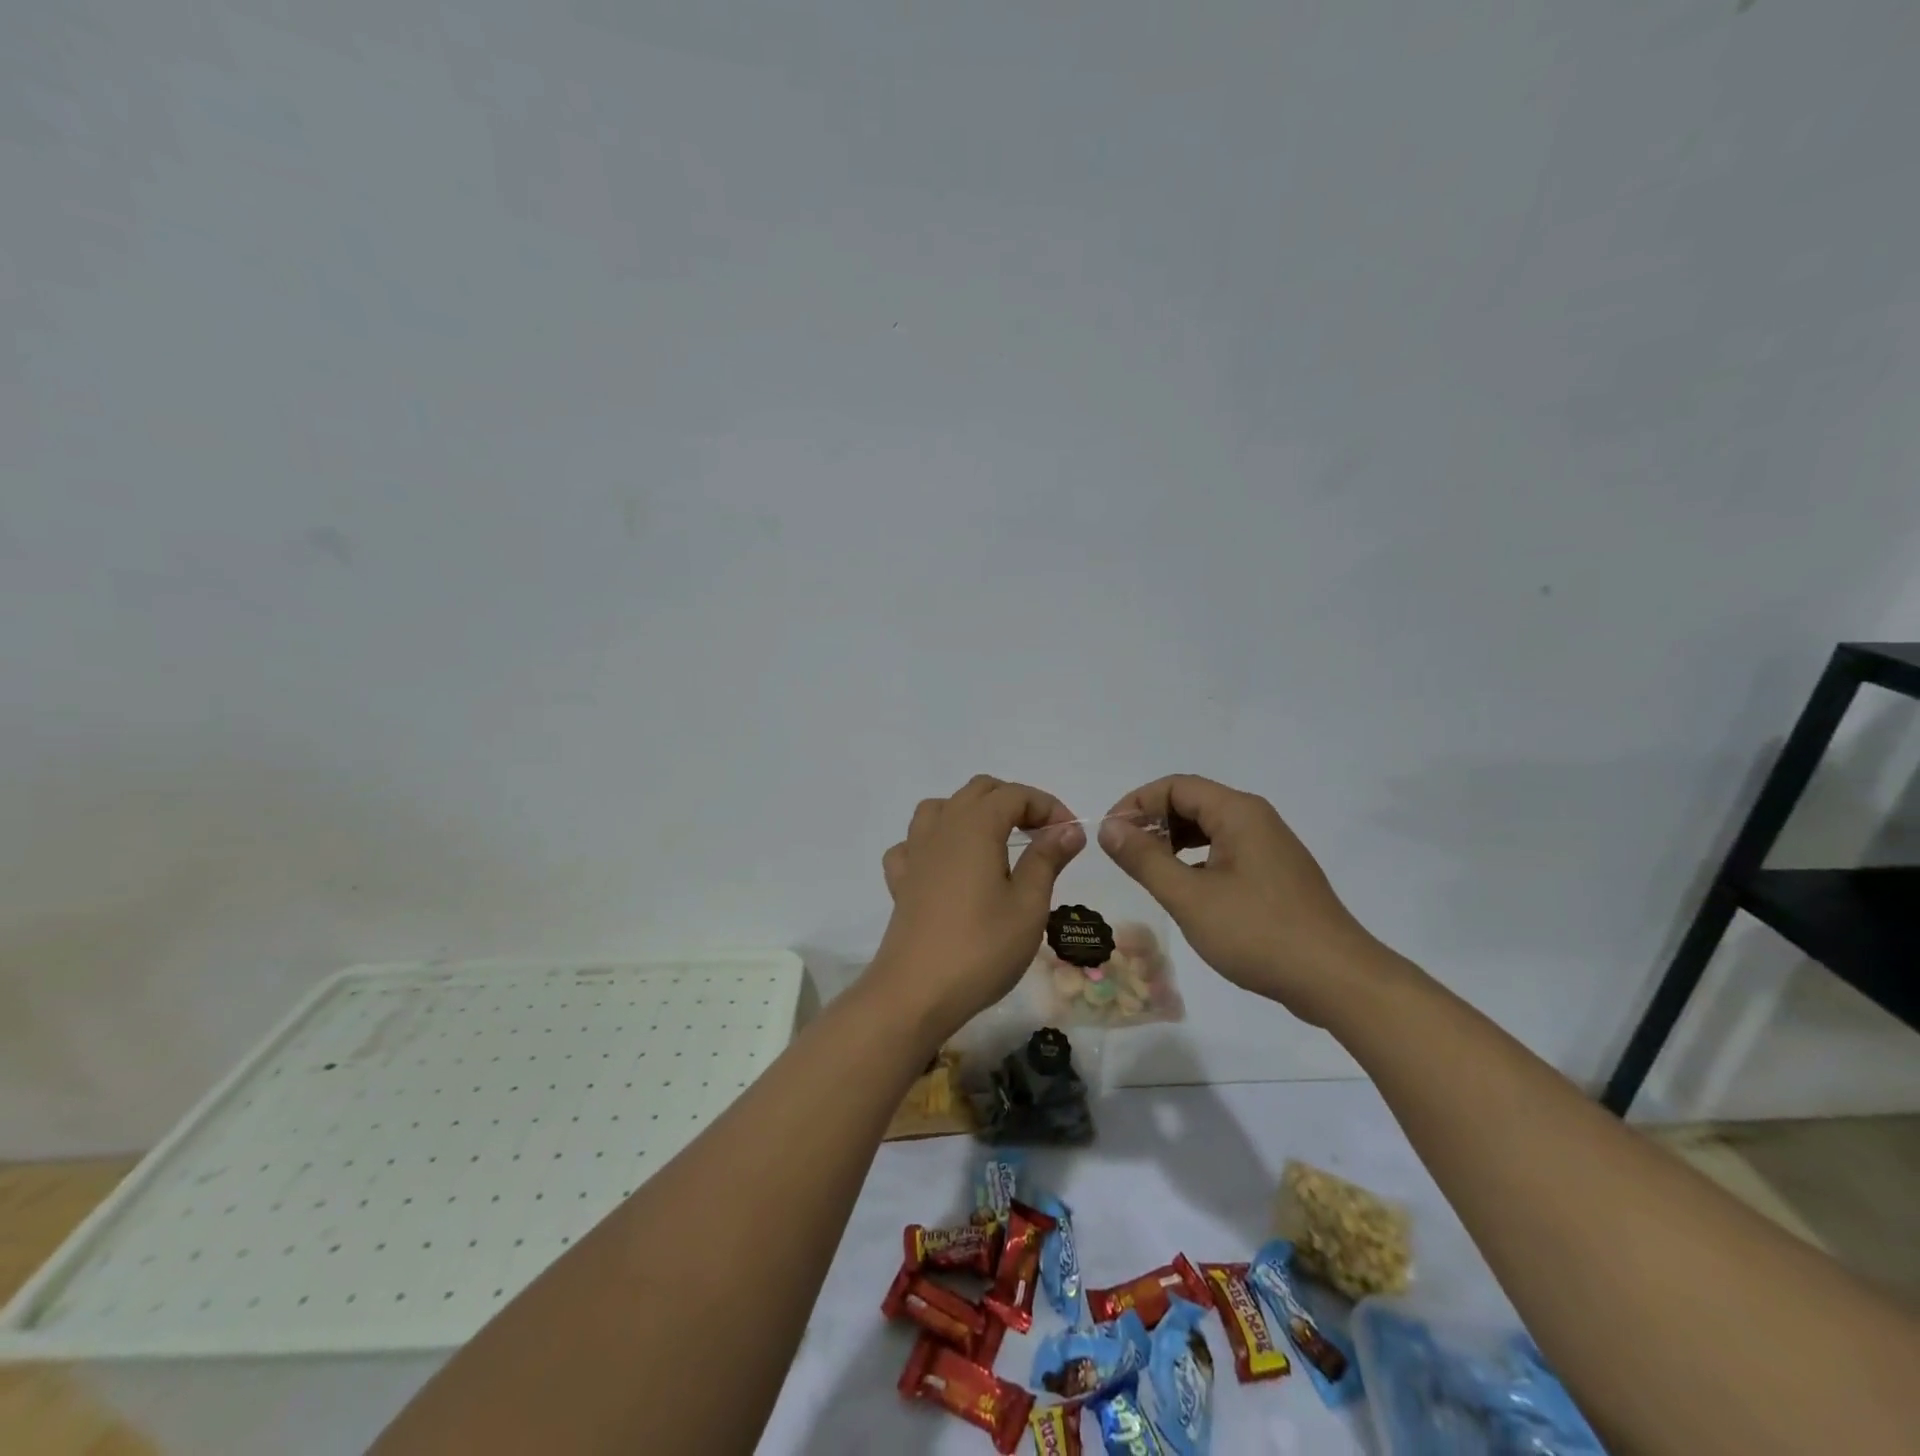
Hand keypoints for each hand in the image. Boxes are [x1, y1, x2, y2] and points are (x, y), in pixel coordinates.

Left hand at [867, 776, 1085, 1041]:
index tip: (1070, 836)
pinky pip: (914, 844)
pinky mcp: (901, 881)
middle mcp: (942, 828)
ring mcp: (915, 852)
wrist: (915, 992)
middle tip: (1041, 836)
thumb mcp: (1028, 905)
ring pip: (941, 808)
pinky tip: (948, 867)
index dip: (1047, 806)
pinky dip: (935, 844)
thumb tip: (1067, 829)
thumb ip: (1047, 859)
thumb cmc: (981, 948)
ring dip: (972, 813)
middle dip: (1014, 803)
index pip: (1015, 794)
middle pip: (979, 791)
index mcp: (976, 826)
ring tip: (995, 843)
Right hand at [1098, 775, 1378, 1023]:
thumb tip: (1109, 828)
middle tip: (1124, 855)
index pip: (1175, 786)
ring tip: (1148, 871)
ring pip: (1209, 828)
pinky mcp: (1276, 874)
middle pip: (1192, 802)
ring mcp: (1270, 847)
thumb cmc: (1258, 933)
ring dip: (1173, 842)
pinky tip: (1184, 889)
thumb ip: (1145, 859)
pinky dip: (1197, 860)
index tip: (1110, 836)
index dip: (1136, 804)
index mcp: (1238, 813)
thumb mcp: (1190, 897)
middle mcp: (1256, 819)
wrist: (1337, 980)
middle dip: (1153, 822)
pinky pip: (1226, 851)